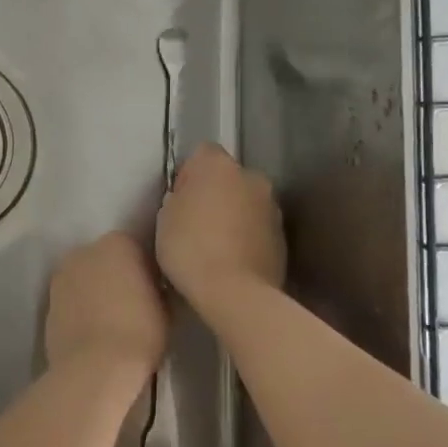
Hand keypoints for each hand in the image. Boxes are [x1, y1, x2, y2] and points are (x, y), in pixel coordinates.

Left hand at [44, 232, 166, 381]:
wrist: (94, 367)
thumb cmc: (139, 332)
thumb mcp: (167, 308)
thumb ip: (158, 288)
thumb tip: (154, 289)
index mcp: (118, 243)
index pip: (137, 248)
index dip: (148, 271)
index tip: (156, 291)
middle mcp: (85, 250)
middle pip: (106, 259)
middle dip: (118, 276)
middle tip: (134, 304)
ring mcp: (62, 275)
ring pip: (85, 279)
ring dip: (96, 291)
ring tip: (112, 320)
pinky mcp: (48, 302)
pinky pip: (71, 300)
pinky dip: (81, 309)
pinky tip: (93, 331)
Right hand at [156, 143, 285, 314]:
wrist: (235, 293)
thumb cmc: (190, 248)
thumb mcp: (165, 218)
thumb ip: (178, 198)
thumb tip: (188, 200)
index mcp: (219, 165)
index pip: (202, 154)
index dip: (188, 175)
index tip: (179, 200)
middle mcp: (251, 177)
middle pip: (228, 177)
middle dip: (215, 194)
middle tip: (195, 223)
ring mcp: (272, 207)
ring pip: (246, 203)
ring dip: (233, 215)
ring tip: (215, 247)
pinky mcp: (283, 237)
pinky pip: (258, 228)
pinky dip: (247, 237)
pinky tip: (232, 261)